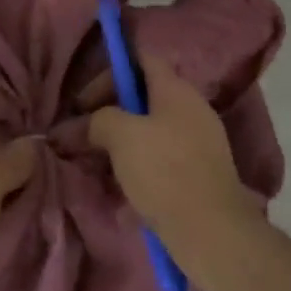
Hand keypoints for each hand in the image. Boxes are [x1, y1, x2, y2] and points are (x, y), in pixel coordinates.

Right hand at [87, 50, 257, 256]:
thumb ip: (96, 121)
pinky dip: (137, 166)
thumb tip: (79, 125)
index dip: (110, 70)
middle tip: (82, 134)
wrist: (211, 230)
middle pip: (143, 97)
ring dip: (120, 143)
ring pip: (150, 130)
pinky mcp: (198, 173)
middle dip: (109, 113)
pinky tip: (121, 188)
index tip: (84, 100)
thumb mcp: (121, 136)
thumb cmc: (164, 171)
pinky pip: (160, 158)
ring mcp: (198, 142)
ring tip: (96, 163)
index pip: (142, 59)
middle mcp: (191, 109)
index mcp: (176, 90)